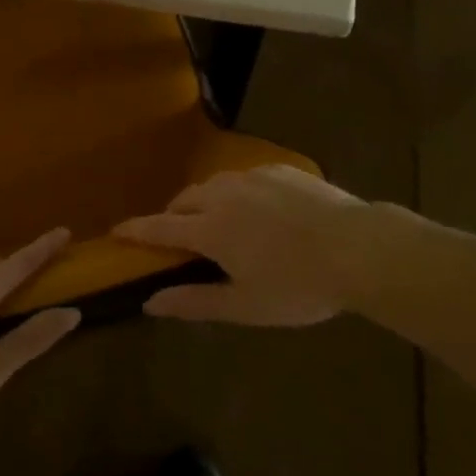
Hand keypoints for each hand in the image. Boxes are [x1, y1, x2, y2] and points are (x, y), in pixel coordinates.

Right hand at [113, 165, 382, 325]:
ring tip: (218, 222)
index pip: (160, 227)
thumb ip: (194, 302)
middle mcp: (224, 194)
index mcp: (211, 228)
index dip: (136, 230)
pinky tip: (259, 211)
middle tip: (177, 237)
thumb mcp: (245, 305)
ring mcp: (253, 177)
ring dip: (204, 202)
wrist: (359, 248)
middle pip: (185, 200)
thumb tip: (151, 302)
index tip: (116, 230)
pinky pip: (246, 178)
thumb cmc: (299, 285)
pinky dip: (237, 193)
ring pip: (215, 185)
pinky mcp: (280, 170)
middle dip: (173, 215)